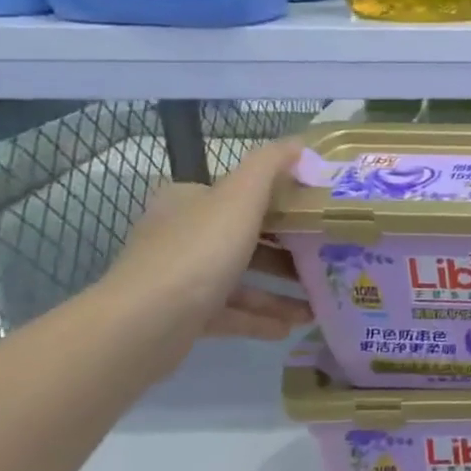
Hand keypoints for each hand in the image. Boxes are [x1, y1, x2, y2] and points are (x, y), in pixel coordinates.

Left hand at [102, 140, 314, 370]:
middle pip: (244, 239)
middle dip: (287, 253)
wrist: (145, 324)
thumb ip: (269, 165)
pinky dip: (260, 319)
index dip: (279, 202)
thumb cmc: (198, 252)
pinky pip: (231, 314)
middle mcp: (180, 235)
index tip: (316, 216)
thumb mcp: (240, 197)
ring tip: (316, 304)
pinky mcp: (182, 317)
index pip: (238, 195)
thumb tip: (299, 142)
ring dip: (279, 292)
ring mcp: (180, 278)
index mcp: (189, 201)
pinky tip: (290, 328)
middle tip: (325, 260)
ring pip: (241, 280)